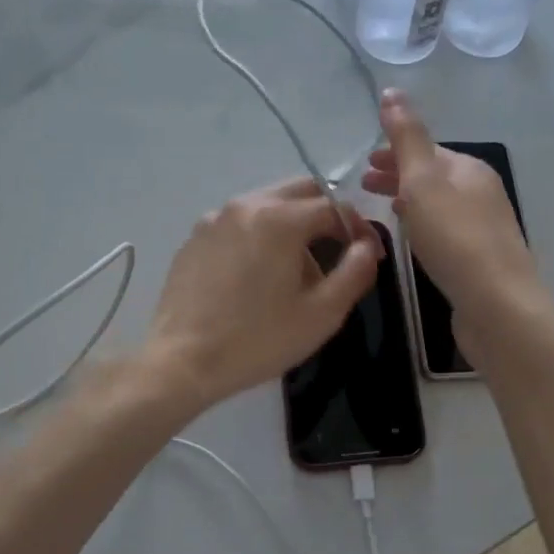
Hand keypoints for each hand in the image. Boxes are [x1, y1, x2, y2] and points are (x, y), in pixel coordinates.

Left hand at [144, 178, 381, 413]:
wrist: (183, 361)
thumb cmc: (259, 340)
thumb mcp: (322, 314)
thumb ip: (355, 272)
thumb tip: (366, 247)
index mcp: (280, 218)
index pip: (335, 207)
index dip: (360, 229)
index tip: (370, 257)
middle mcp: (245, 205)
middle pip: (300, 192)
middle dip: (327, 216)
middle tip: (339, 253)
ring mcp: (214, 219)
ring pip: (268, 205)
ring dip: (294, 225)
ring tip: (298, 270)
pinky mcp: (194, 239)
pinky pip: (239, 224)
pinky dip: (260, 236)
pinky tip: (259, 276)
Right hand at [362, 89, 543, 360]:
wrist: (497, 306)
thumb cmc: (455, 239)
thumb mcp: (424, 182)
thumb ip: (407, 138)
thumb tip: (392, 91)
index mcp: (470, 169)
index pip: (428, 150)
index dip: (395, 152)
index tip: (364, 165)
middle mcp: (481, 193)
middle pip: (434, 176)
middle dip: (399, 175)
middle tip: (364, 185)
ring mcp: (484, 229)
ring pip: (439, 205)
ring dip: (410, 201)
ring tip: (382, 211)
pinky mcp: (479, 261)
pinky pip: (445, 232)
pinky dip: (423, 226)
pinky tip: (413, 242)